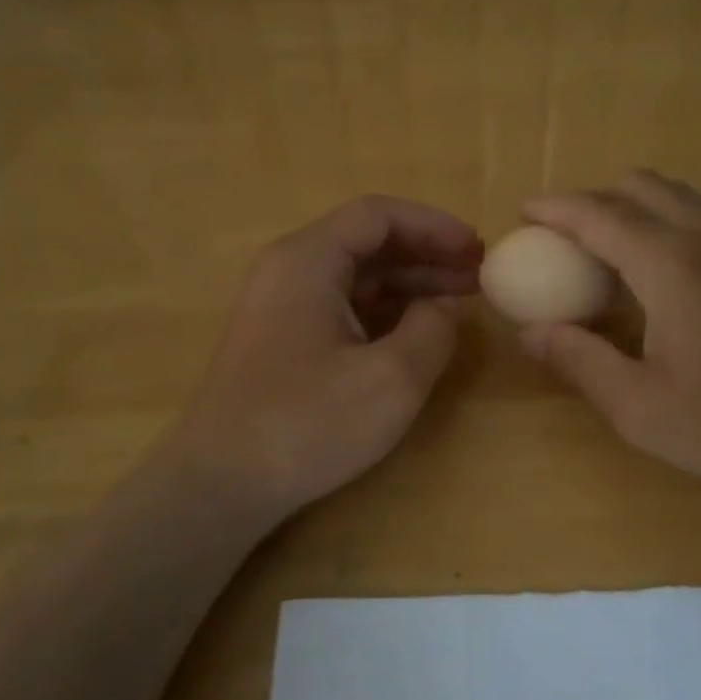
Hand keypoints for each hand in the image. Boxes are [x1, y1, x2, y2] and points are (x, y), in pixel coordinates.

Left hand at [163, 196, 480, 523]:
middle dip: (427, 255)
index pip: (378, 215)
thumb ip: (433, 329)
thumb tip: (446, 305)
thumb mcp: (390, 379)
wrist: (221, 484)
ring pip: (357, 276)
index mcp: (308, 260)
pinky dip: (385, 312)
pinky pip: (342, 306)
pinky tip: (418, 331)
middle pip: (368, 243)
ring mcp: (282, 305)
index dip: (434, 226)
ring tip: (461, 302)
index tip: (477, 250)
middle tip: (479, 276)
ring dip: (410, 284)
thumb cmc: (306, 424)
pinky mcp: (283, 339)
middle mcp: (290, 270)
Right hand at [519, 172, 700, 503]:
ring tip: (604, 250)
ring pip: (675, 194)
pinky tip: (657, 270)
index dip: (556, 208)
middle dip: (592, 200)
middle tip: (561, 239)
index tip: (523, 213)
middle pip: (639, 186)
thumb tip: (530, 332)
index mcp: (673, 265)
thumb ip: (580, 361)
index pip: (599, 214)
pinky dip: (664, 219)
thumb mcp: (641, 408)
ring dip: (630, 206)